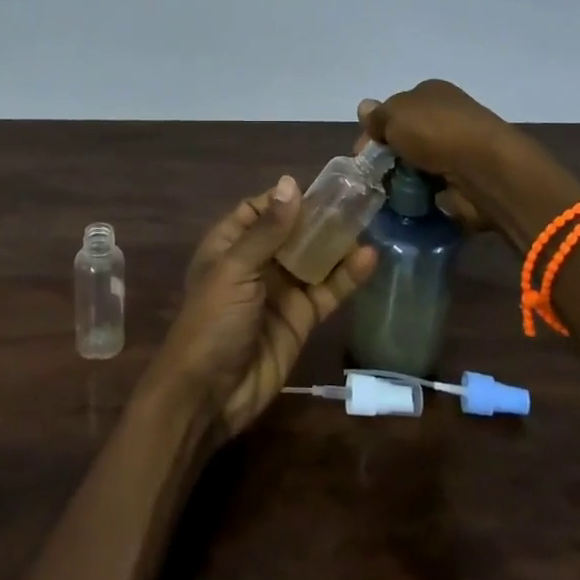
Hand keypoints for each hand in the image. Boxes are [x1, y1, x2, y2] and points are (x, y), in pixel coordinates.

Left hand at [150, 175, 376, 440]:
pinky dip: (347, 276)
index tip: (322, 185)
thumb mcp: (235, 270)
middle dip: (320, 217)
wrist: (209, 396)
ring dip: (337, 243)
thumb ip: (268, 230)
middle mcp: (256, 263)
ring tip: (370, 219)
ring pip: (314, 259)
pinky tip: (370, 258)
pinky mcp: (301, 319)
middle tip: (357, 198)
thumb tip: (291, 183)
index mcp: (229, 245)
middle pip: (292, 232)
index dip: (287, 198)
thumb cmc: (213, 322)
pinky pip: (327, 291)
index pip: (260, 209)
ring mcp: (281, 291)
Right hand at [357, 79, 520, 233]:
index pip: (394, 110)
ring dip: (402, 179)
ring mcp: (456, 149)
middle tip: (372, 177)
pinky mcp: (464, 180)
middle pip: (404, 138)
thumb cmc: (437, 132)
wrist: (485, 170)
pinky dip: (420, 196)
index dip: (374, 130)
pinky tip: (408, 203)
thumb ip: (377, 116)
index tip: (361, 154)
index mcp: (431, 93)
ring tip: (387, 195)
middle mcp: (445, 117)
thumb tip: (364, 108)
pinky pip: (431, 188)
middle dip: (387, 157)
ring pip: (416, 164)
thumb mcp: (396, 114)